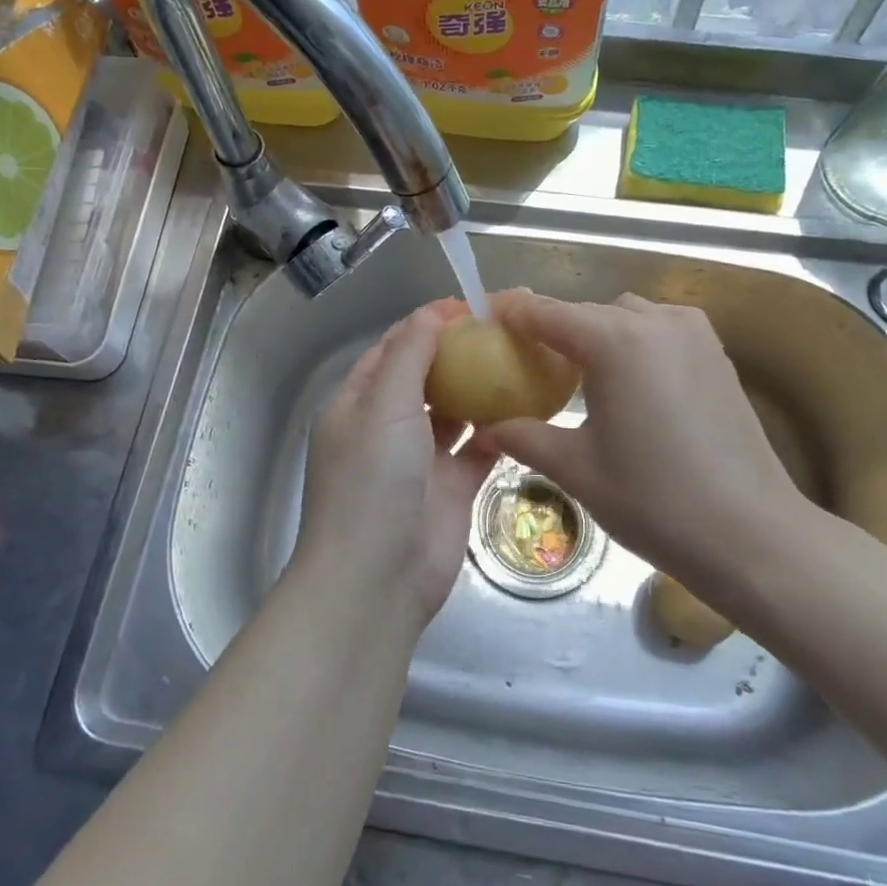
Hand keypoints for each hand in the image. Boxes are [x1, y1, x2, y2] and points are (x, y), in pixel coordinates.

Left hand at [294, 300, 498, 625]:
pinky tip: (527, 409)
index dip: (426, 325)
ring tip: (520, 361)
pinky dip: (497, 431)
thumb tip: (433, 311)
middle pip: (425, 378)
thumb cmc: (372, 480)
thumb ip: (409, 355)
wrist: (378, 579)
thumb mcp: (383, 405)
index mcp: (359, 402)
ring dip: (480, 390)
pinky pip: (477, 449)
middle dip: (459, 354)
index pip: (392, 349)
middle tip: (505, 331)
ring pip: (453, 412)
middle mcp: (387, 426)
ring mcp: (420, 459)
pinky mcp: (451, 488)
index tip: (469, 305)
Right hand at [481, 292, 816, 589]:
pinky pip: (659, 330)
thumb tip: (483, 429)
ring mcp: (693, 333)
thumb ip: (522, 437)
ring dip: (595, 334)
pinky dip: (632, 342)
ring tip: (577, 375)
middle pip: (586, 312)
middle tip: (525, 361)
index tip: (483, 318)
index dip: (510, 311)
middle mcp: (654, 322)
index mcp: (614, 341)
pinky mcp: (716, 353)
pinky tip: (626, 384)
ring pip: (625, 316)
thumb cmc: (654, 501)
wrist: (752, 536)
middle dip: (552, 329)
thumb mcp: (576, 468)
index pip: (546, 312)